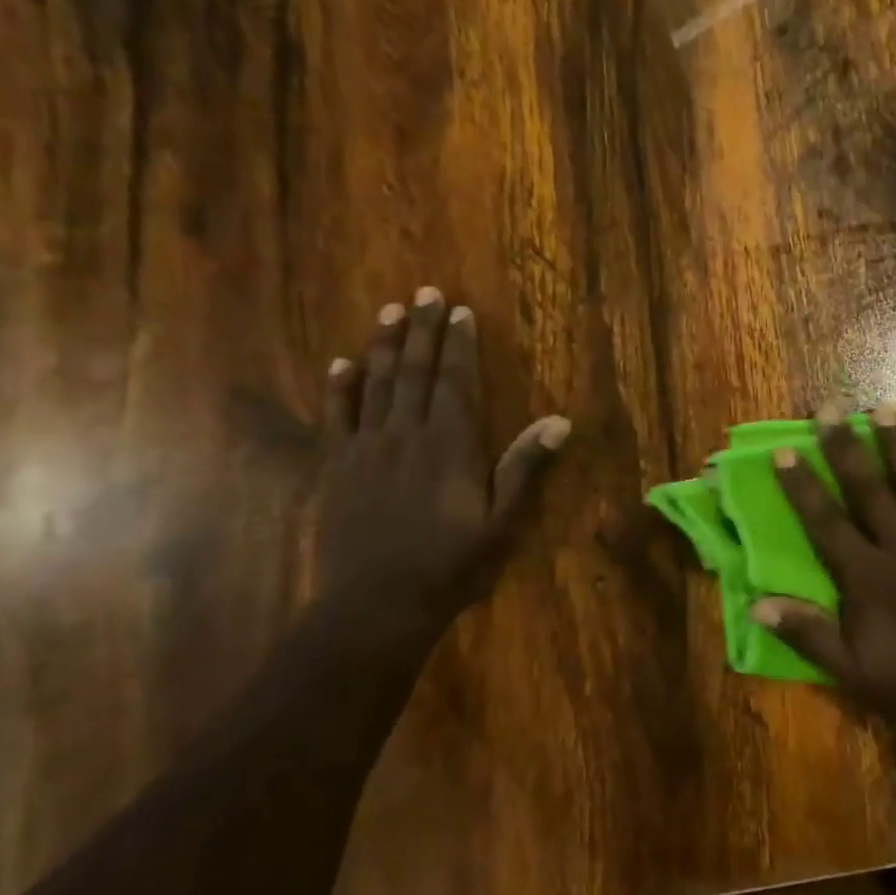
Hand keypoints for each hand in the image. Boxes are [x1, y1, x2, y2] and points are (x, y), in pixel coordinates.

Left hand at [317, 286, 569, 616]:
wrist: (377, 604)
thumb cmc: (450, 563)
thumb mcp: (502, 521)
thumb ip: (526, 467)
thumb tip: (559, 421)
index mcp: (451, 443)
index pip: (457, 381)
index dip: (459, 344)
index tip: (459, 309)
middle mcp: (408, 433)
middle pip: (416, 371)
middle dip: (422, 329)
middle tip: (424, 291)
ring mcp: (367, 448)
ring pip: (376, 384)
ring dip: (384, 345)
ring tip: (390, 311)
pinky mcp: (337, 467)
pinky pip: (336, 417)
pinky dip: (339, 387)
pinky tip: (340, 363)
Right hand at [752, 403, 895, 745]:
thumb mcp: (852, 674)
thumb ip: (807, 634)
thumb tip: (756, 603)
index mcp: (868, 576)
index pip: (826, 521)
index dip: (803, 485)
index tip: (785, 450)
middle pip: (869, 489)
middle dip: (845, 447)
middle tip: (830, 409)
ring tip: (884, 408)